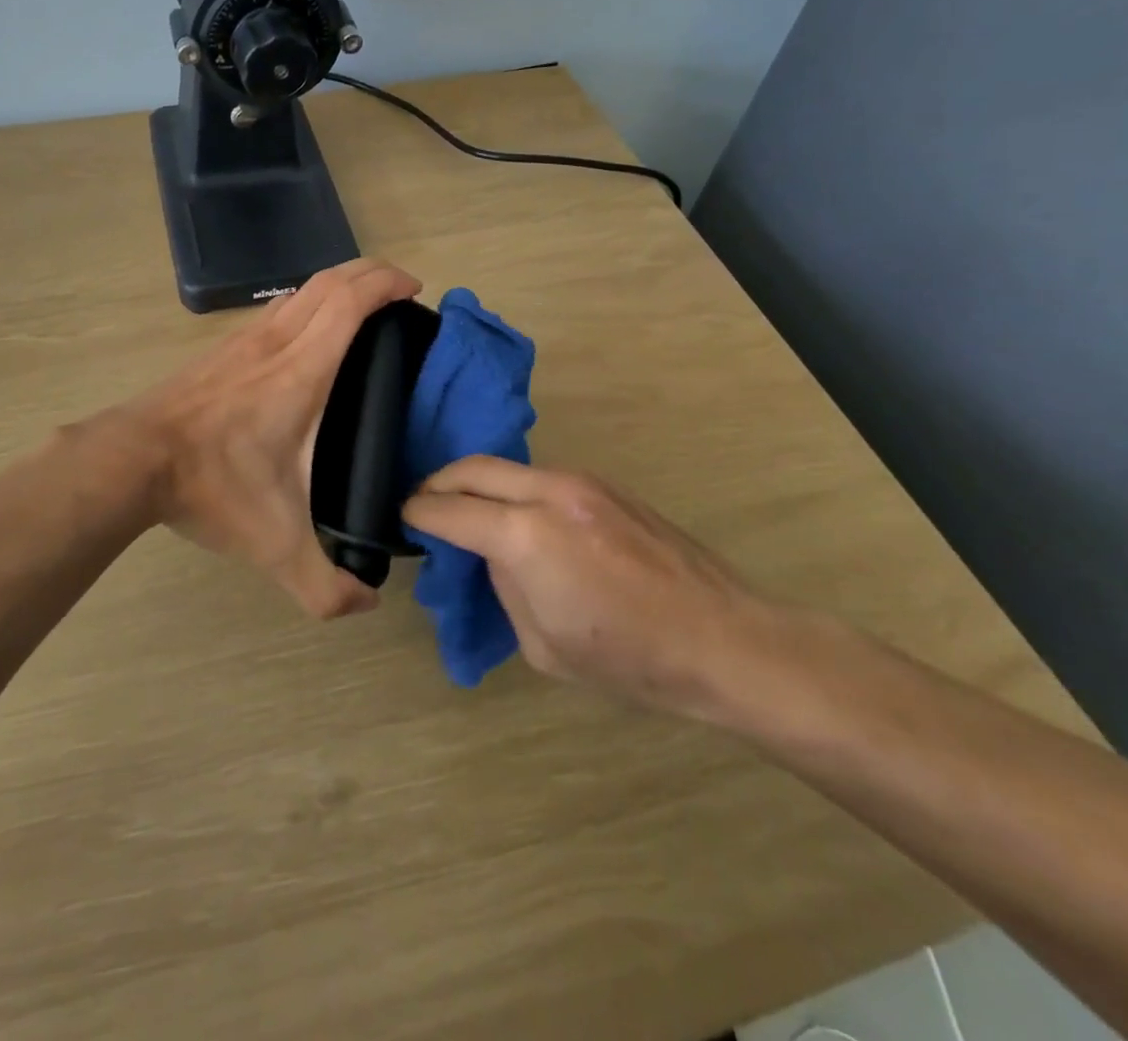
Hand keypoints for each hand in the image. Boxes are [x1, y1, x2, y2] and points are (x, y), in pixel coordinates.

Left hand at [123, 259, 422, 618]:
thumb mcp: (274, 546)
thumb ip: (324, 585)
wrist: (130, 461)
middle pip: (328, 280)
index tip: (414, 289)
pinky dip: (306, 304)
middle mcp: (274, 343)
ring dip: (336, 285)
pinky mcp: (220, 350)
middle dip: (369, 272)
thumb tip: (366, 604)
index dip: (385, 283)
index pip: (348, 302)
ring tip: (362, 309)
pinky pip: (275, 311)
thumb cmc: (209, 486)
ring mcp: (241, 340)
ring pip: (298, 290)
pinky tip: (308, 338)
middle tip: (399, 291)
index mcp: (300, 372)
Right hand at [403, 457, 775, 716]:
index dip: (418, 512)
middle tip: (424, 504)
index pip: (449, 510)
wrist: (724, 640)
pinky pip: (542, 477)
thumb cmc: (629, 660)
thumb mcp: (542, 644)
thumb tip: (494, 554)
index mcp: (526, 537)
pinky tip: (522, 520)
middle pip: (472, 468)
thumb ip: (505, 585)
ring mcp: (582, 482)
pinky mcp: (607, 485)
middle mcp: (549, 493)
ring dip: (481, 484)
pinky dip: (516, 490)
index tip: (403, 517)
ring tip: (471, 514)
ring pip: (509, 467)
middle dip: (438, 483)